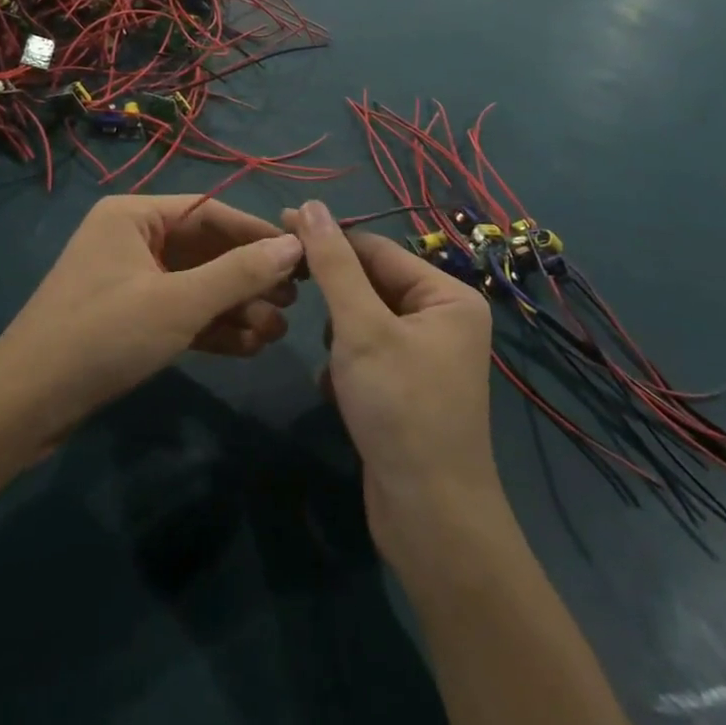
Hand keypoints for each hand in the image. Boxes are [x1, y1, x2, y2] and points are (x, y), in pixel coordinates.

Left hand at [0, 196, 301, 448]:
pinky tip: (248, 347)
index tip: (302, 257)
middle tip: (293, 303)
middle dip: (249, 279)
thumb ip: (239, 273)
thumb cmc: (103, 337)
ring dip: (235, 308)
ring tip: (276, 333)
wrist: (25, 407)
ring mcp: (129, 280)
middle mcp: (132, 239)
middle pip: (205, 250)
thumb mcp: (178, 303)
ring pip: (195, 285)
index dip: (258, 234)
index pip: (210, 212)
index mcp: (134, 216)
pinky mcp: (128, 318)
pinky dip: (210, 327)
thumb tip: (294, 246)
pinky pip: (179, 312)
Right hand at [286, 201, 498, 553]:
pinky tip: (339, 391)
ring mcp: (426, 357)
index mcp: (447, 296)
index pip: (376, 249)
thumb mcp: (360, 327)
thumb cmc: (400, 407)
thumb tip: (311, 205)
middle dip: (335, 298)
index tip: (278, 226)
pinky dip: (346, 366)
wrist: (429, 519)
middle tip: (289, 291)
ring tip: (333, 363)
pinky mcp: (407, 389)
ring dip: (338, 335)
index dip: (327, 238)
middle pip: (371, 284)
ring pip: (363, 321)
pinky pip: (366, 354)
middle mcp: (443, 320)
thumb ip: (333, 264)